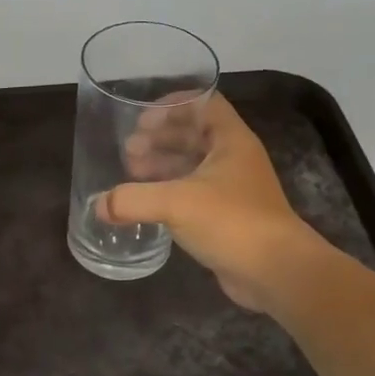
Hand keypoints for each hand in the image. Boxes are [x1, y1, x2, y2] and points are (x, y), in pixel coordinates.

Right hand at [99, 95, 334, 314]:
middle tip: (128, 149)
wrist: (276, 271)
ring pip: (192, 165)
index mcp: (231, 141)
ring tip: (130, 172)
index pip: (204, 104)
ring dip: (162, 165)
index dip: (173, 105)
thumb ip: (133, 199)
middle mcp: (234, 159)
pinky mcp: (226, 217)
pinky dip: (169, 192)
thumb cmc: (232, 222)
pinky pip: (192, 194)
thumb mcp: (176, 203)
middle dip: (160, 138)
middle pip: (194, 135)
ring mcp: (232, 189)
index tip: (142, 119)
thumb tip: (98, 205)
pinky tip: (146, 203)